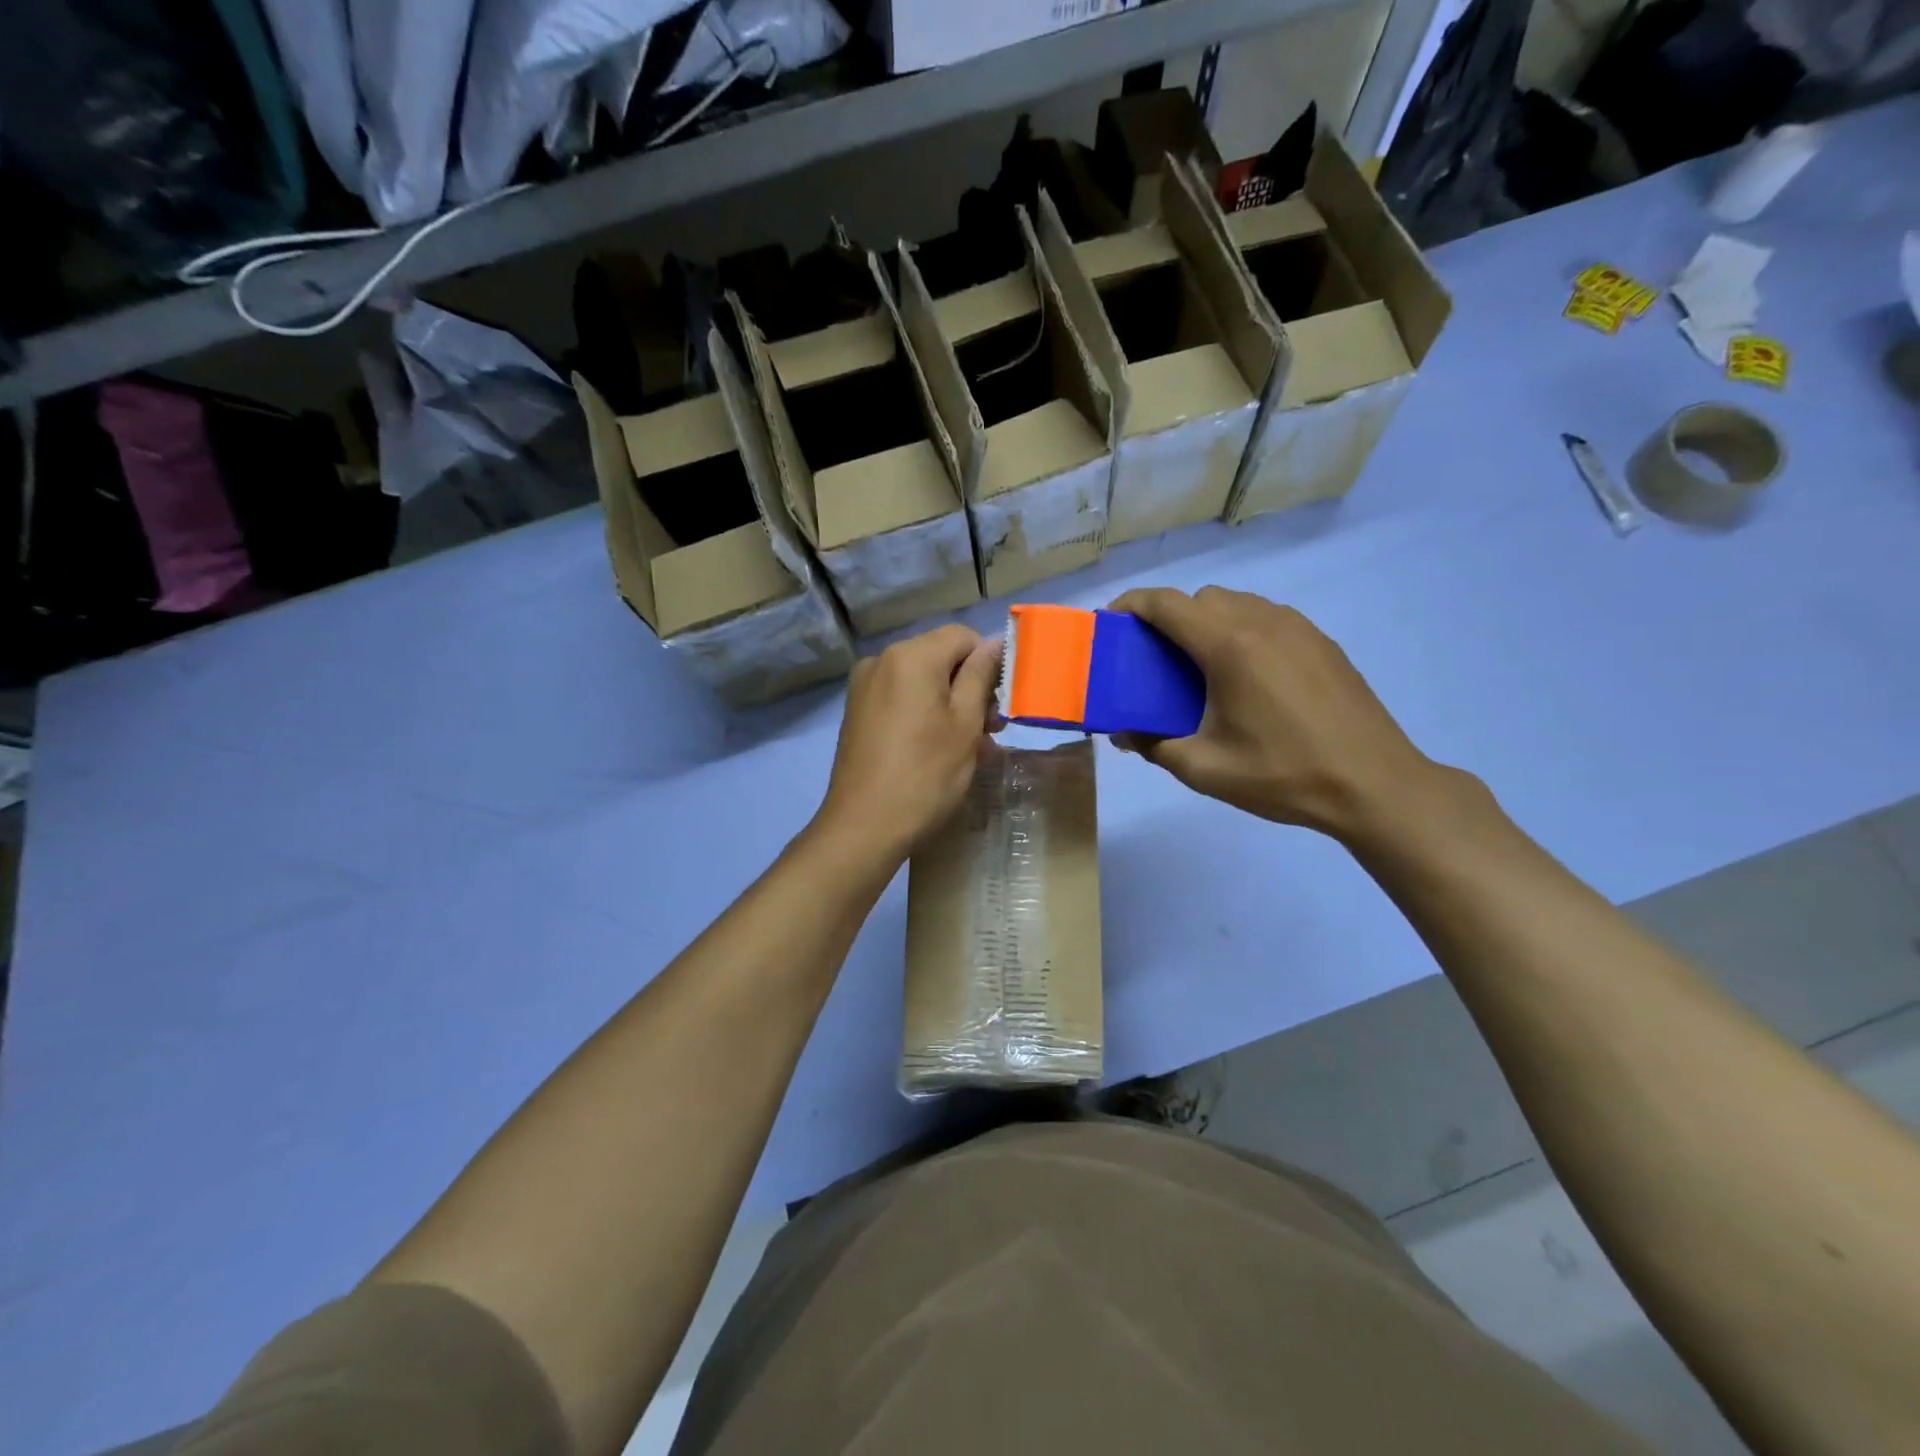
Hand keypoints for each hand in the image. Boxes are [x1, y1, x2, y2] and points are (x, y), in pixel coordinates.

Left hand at [813, 624, 1000, 865]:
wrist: (863, 826)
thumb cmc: (925, 774)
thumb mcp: (965, 724)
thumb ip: (981, 677)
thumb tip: (995, 643)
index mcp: (911, 656)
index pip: (963, 637)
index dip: (990, 663)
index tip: (1004, 702)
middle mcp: (881, 660)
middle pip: (940, 658)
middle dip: (971, 688)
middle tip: (993, 730)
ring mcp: (864, 687)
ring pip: (922, 682)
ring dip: (951, 706)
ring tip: (974, 747)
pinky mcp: (857, 713)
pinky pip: (901, 700)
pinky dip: (925, 715)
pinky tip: (942, 749)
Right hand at [1108, 587, 1446, 841]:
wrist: (1374, 785)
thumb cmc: (1283, 775)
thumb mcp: (1204, 769)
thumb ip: (1153, 745)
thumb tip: (1123, 733)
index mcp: (1229, 646)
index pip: (1167, 604)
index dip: (1131, 605)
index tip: (1110, 624)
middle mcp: (1262, 622)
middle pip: (1200, 599)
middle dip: (1169, 619)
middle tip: (1155, 661)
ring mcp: (1298, 628)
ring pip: (1236, 604)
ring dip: (1207, 623)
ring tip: (1200, 670)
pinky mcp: (1321, 642)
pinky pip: (1266, 619)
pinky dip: (1241, 631)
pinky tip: (1245, 678)